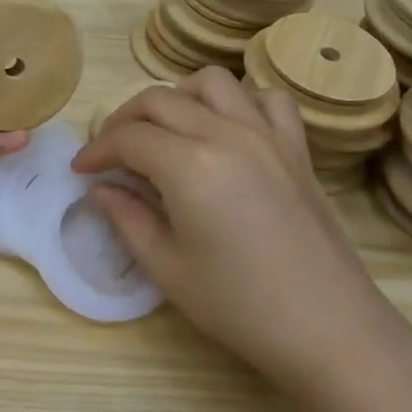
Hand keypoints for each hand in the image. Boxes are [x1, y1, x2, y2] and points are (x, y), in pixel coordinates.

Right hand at [72, 68, 408, 392]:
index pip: (128, 137)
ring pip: (211, 83)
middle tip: (111, 154)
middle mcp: (226, 134)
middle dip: (123, 121)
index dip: (97, 150)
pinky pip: (266, 99)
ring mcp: (267, 135)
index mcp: (189, 165)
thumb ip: (126, 218)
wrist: (329, 329)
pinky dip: (239, 101)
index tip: (81, 171)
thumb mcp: (167, 268)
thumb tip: (100, 189)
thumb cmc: (239, 306)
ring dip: (177, 98)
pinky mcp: (296, 148)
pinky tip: (227, 130)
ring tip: (166, 133)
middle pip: (159, 100)